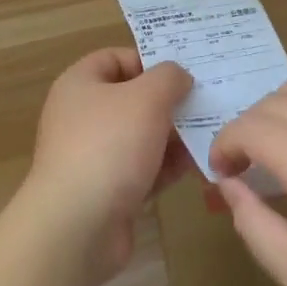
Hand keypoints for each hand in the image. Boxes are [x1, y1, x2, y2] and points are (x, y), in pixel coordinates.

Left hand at [24, 48, 194, 279]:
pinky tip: (197, 167)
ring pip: (140, 136)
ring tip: (210, 135)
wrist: (77, 227)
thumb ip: (168, 78)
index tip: (184, 72)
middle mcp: (82, 116)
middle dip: (168, 102)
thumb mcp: (147, 98)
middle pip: (131, 99)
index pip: (116, 58)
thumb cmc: (109, 145)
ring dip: (172, 137)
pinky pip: (141, 170)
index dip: (150, 60)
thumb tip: (179, 76)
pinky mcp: (106, 192)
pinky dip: (166, 167)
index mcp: (80, 84)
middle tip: (206, 103)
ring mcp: (92, 156)